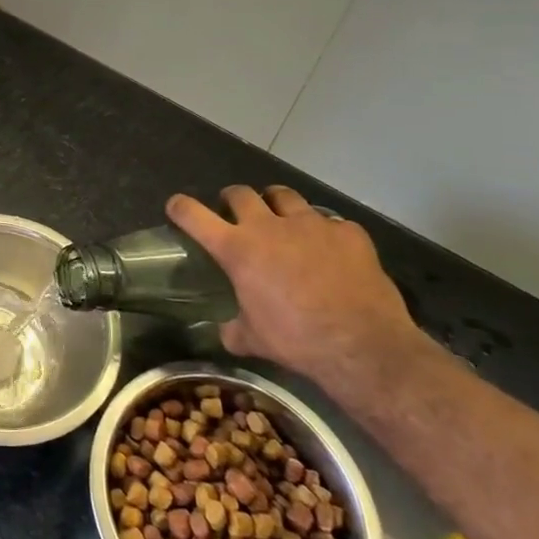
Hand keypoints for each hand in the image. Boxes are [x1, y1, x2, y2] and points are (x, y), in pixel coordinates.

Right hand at [166, 186, 419, 384]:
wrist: (362, 344)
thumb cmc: (297, 340)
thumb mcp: (254, 339)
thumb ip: (234, 328)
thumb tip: (226, 331)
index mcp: (237, 249)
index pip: (195, 215)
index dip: (181, 207)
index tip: (176, 206)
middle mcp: (269, 226)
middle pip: (240, 193)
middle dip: (232, 199)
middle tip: (234, 211)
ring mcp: (311, 224)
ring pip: (284, 195)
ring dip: (275, 203)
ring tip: (280, 216)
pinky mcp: (347, 232)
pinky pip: (330, 222)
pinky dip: (324, 232)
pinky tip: (330, 249)